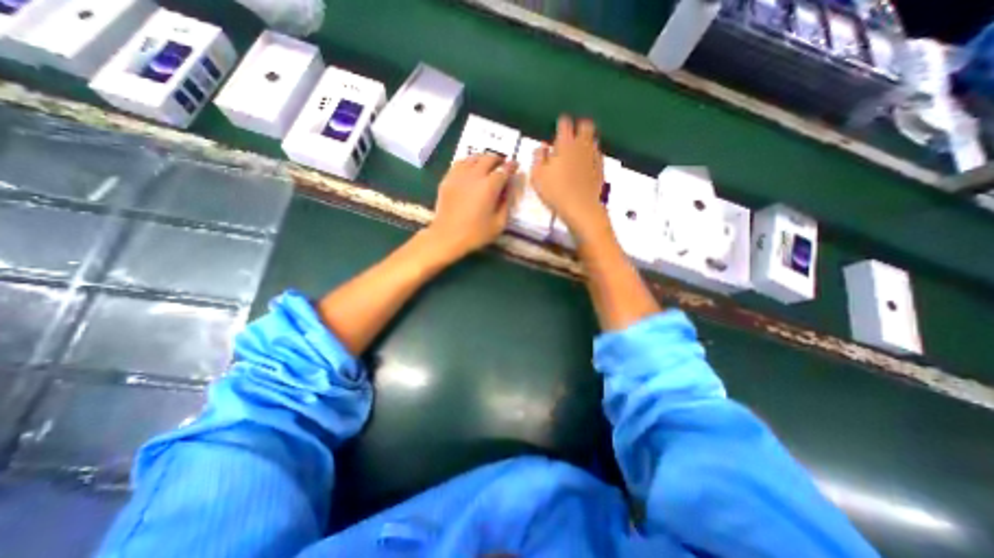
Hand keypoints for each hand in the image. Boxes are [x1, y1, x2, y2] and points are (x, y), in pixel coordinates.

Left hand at [427, 153, 520, 261]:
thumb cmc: (475, 233)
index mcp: (489, 186)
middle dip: (498, 159)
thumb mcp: (499, 224)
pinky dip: (468, 162)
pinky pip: (459, 163)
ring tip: (487, 164)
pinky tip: (470, 168)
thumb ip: (506, 204)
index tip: (515, 166)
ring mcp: (459, 175)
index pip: (504, 170)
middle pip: (488, 158)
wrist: (447, 236)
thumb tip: (508, 190)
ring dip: (483, 158)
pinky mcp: (447, 179)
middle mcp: (475, 175)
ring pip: (473, 158)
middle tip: (502, 164)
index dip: (511, 166)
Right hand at [532, 116, 609, 238]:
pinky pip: (598, 155)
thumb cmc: (555, 191)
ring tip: (578, 150)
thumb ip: (538, 157)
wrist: (580, 207)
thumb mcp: (537, 176)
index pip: (565, 123)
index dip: (561, 123)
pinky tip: (587, 163)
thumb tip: (542, 147)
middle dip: (579, 126)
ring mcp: (593, 156)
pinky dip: (592, 155)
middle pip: (585, 125)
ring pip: (593, 139)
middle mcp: (582, 145)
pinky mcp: (601, 168)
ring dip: (586, 141)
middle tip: (572, 136)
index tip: (558, 128)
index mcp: (565, 144)